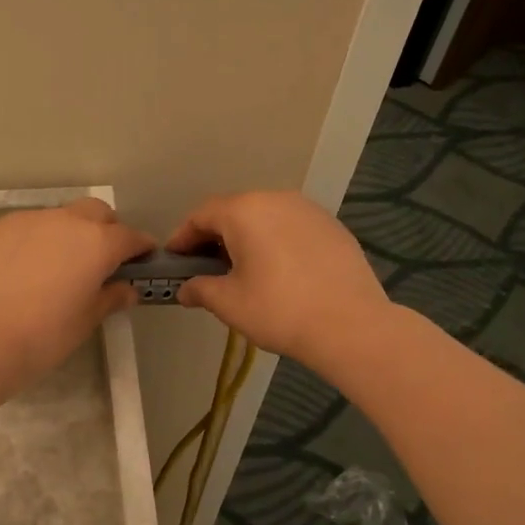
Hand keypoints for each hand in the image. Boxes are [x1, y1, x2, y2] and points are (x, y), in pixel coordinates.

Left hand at [0, 199, 154, 386]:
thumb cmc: (44, 336)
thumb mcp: (86, 321)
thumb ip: (110, 298)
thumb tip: (126, 289)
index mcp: (98, 243)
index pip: (130, 237)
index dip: (140, 249)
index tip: (142, 261)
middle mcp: (67, 222)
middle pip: (97, 214)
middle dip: (106, 230)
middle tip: (100, 261)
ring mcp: (30, 220)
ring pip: (60, 218)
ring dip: (68, 234)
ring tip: (57, 266)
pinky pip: (27, 226)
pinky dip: (36, 240)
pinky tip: (24, 268)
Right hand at [167, 191, 391, 367]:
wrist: (350, 325)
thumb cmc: (278, 310)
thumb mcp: (229, 303)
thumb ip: (200, 289)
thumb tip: (185, 289)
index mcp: (244, 211)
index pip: (201, 215)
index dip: (182, 237)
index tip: (173, 260)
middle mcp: (276, 199)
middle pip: (234, 211)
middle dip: (214, 237)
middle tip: (204, 267)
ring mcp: (309, 210)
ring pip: (265, 217)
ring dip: (247, 238)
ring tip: (241, 269)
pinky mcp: (332, 226)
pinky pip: (291, 228)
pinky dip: (275, 242)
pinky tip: (278, 271)